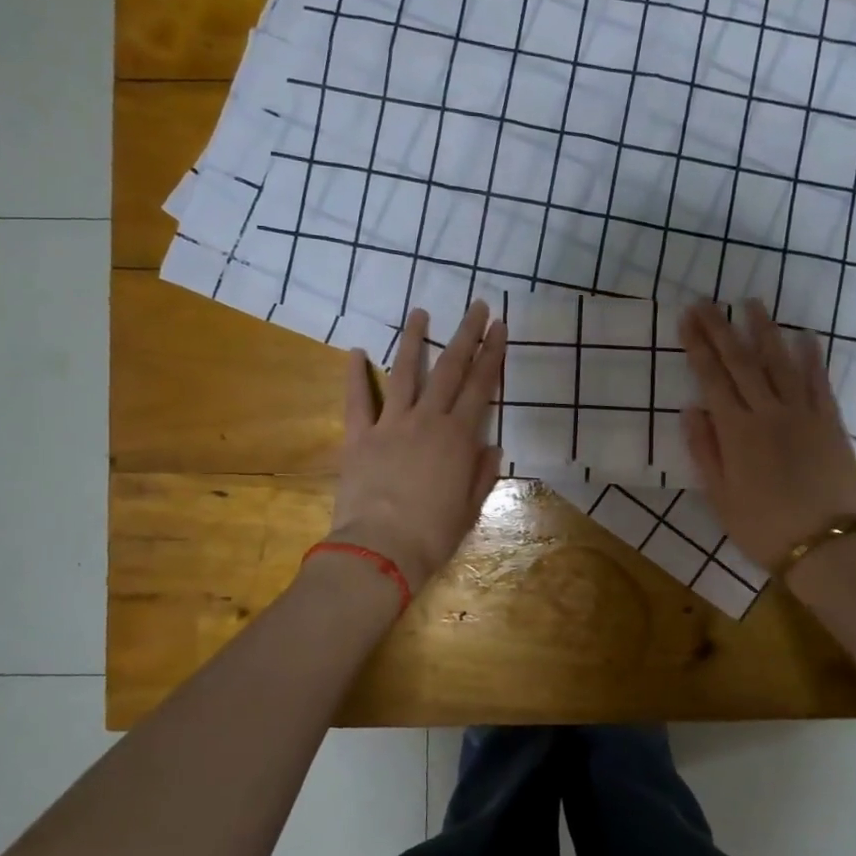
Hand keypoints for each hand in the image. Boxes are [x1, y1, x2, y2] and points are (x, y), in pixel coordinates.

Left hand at [327, 302, 507, 589]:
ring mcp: (391, 424)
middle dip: (466, 335)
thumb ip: (482, 472)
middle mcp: (428, 421)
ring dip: (415, 340)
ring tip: (421, 312)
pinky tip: (357, 350)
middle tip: (477, 306)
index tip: (500, 327)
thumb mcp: (470, 508)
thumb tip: (492, 445)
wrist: (381, 550)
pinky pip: (358, 399)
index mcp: (459, 437)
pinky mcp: (360, 436)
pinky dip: (356, 374)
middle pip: (450, 369)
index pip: (481, 386)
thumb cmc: (433, 535)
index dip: (493, 354)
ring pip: (406, 373)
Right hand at [678, 300, 855, 573]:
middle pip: (742, 362)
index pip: (712, 379)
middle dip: (721, 329)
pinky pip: (819, 382)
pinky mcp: (830, 423)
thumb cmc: (764, 528)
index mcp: (737, 432)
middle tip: (706, 301)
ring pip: (781, 363)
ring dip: (765, 331)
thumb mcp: (720, 497)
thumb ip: (705, 450)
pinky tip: (804, 336)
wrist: (827, 547)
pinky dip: (811, 357)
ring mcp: (804, 414)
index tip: (687, 318)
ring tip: (752, 303)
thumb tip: (691, 409)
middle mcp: (769, 413)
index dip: (698, 346)